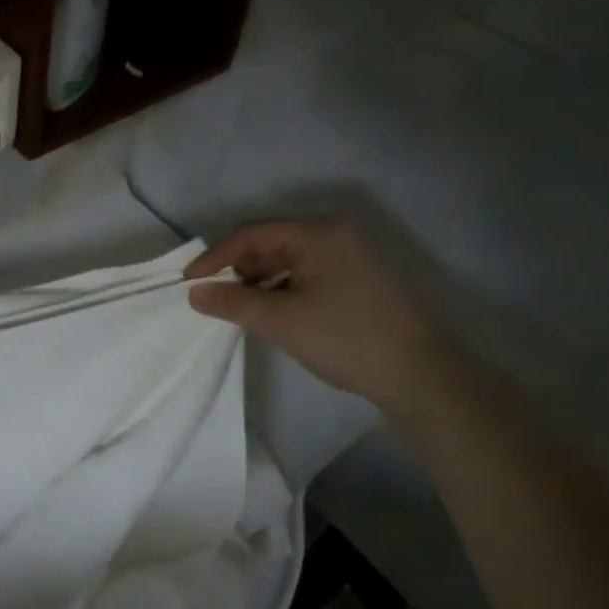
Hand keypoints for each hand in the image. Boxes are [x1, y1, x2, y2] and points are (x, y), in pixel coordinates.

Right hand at [186, 220, 446, 414]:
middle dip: (239, 271)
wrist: (418, 376)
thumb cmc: (345, 338)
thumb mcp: (281, 320)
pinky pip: (306, 275)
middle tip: (215, 298)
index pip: (252, 235)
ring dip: (259, 283)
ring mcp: (349, 257)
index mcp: (318, 233)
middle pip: (270, 244)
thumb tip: (195, 293)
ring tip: (241, 310)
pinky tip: (272, 314)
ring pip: (287, 261)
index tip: (189, 283)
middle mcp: (334, 235)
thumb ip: (233, 302)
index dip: (216, 258)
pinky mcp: (356, 280)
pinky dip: (282, 291)